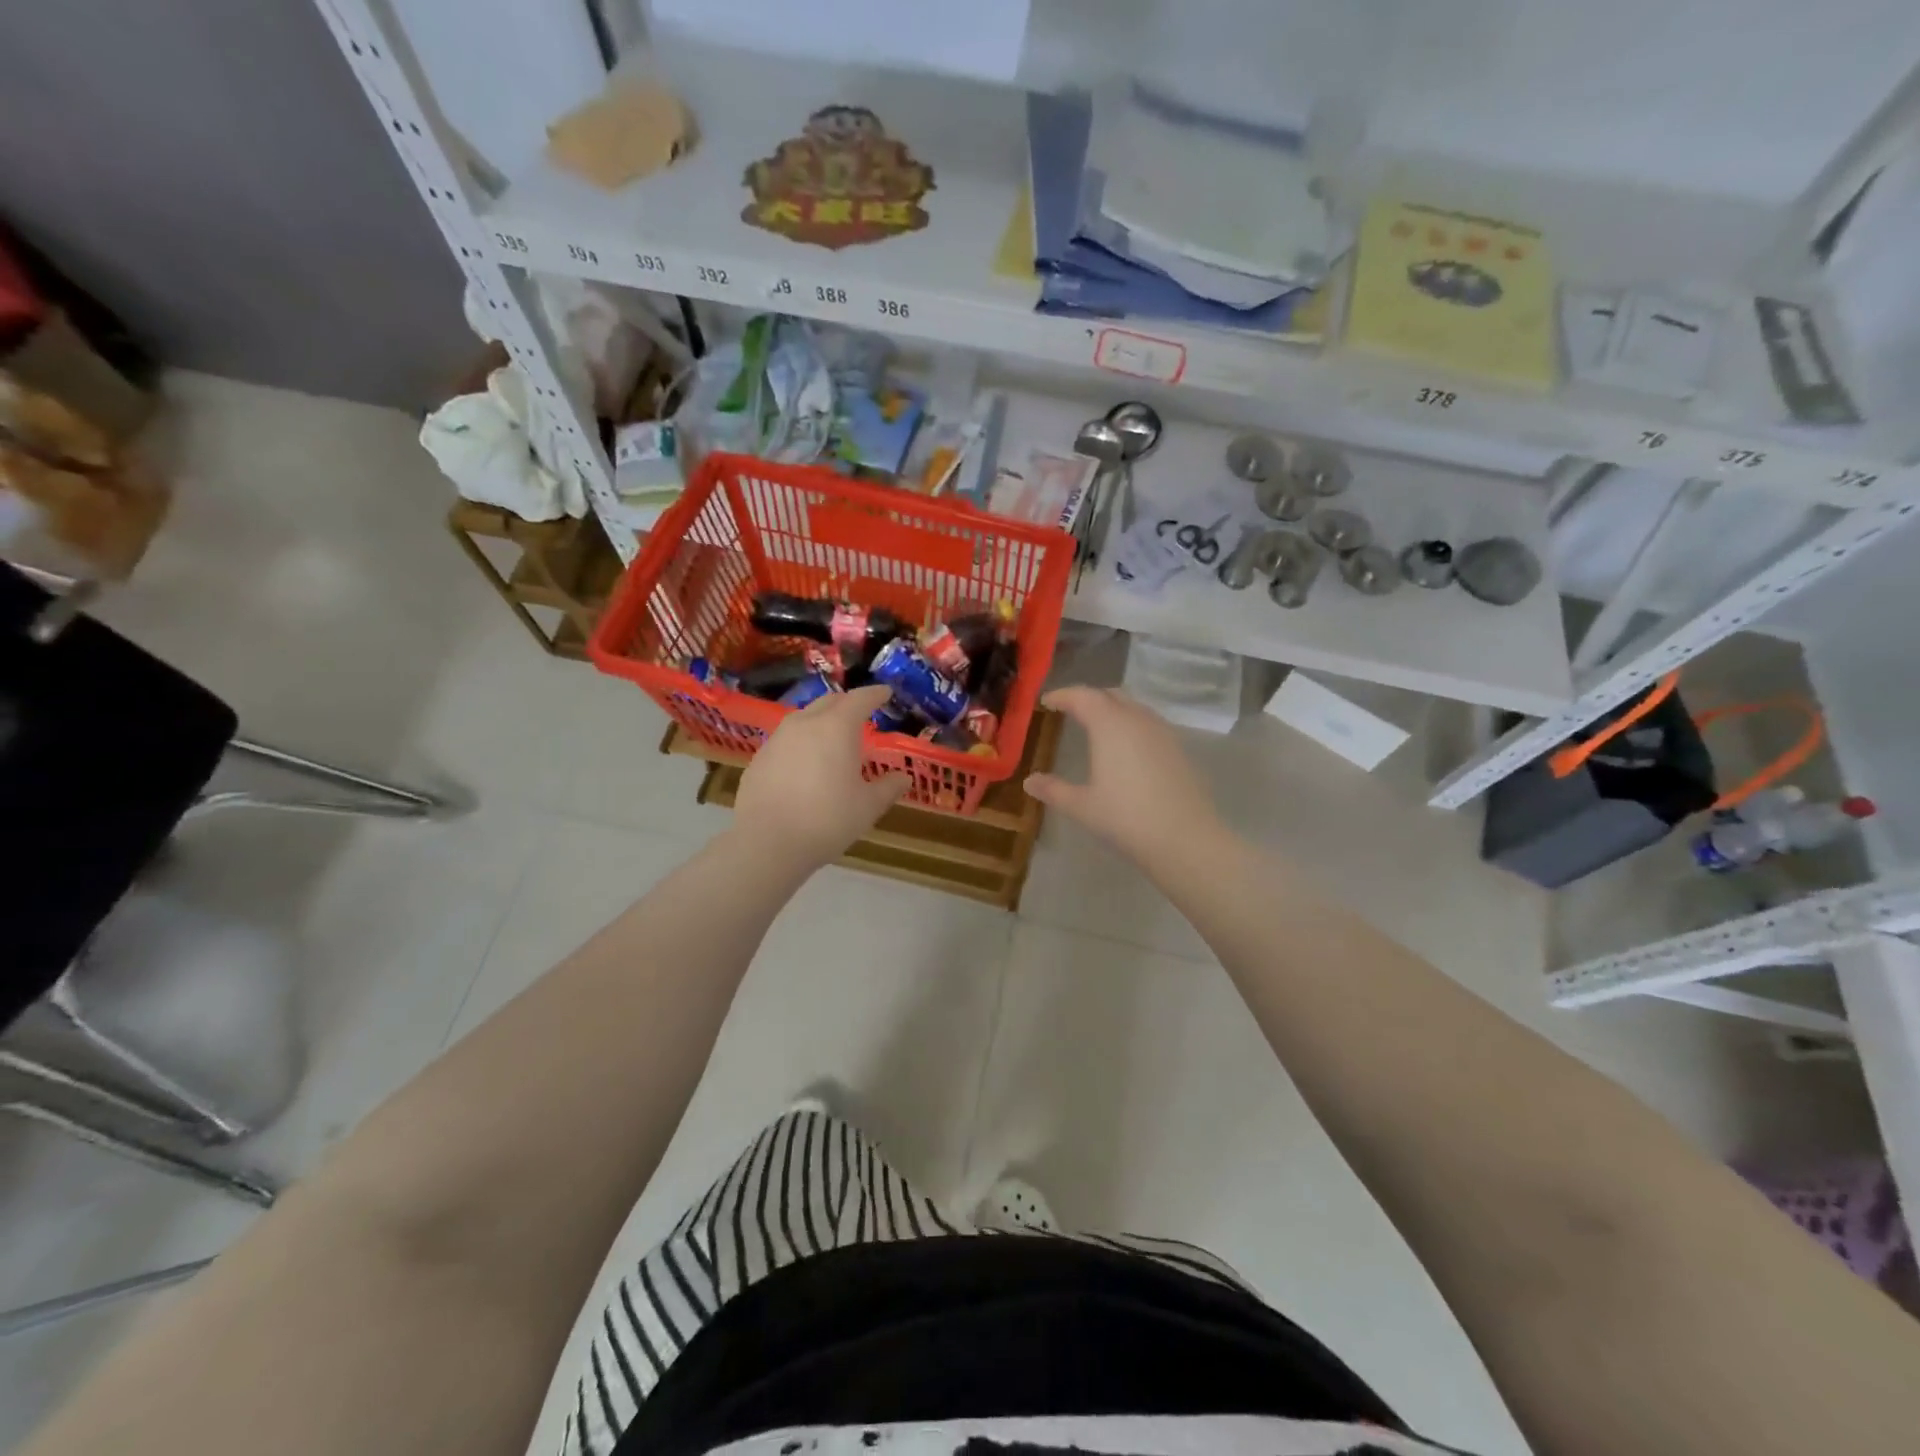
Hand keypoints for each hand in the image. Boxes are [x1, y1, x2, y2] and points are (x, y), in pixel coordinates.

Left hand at [732, 685, 907, 866]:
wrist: (767, 842)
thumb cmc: (827, 820)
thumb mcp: (867, 807)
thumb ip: (888, 788)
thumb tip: (904, 778)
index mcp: (836, 727)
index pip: (860, 699)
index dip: (875, 694)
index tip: (886, 693)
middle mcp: (805, 723)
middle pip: (829, 702)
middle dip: (847, 704)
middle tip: (861, 715)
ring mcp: (777, 739)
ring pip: (804, 719)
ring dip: (822, 722)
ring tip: (833, 741)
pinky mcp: (759, 759)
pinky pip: (786, 741)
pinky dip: (801, 744)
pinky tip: (805, 766)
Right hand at [1024, 686, 1222, 869]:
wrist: (1184, 838)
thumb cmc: (1125, 818)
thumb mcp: (1081, 806)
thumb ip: (1053, 789)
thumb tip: (1029, 781)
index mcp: (1110, 725)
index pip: (1083, 696)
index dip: (1063, 695)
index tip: (1047, 702)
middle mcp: (1137, 719)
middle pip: (1111, 695)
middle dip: (1089, 698)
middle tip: (1071, 710)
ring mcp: (1163, 732)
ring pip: (1134, 707)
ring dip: (1113, 709)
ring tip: (1097, 726)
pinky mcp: (1179, 749)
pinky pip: (1150, 724)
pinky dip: (1132, 725)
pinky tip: (1127, 748)